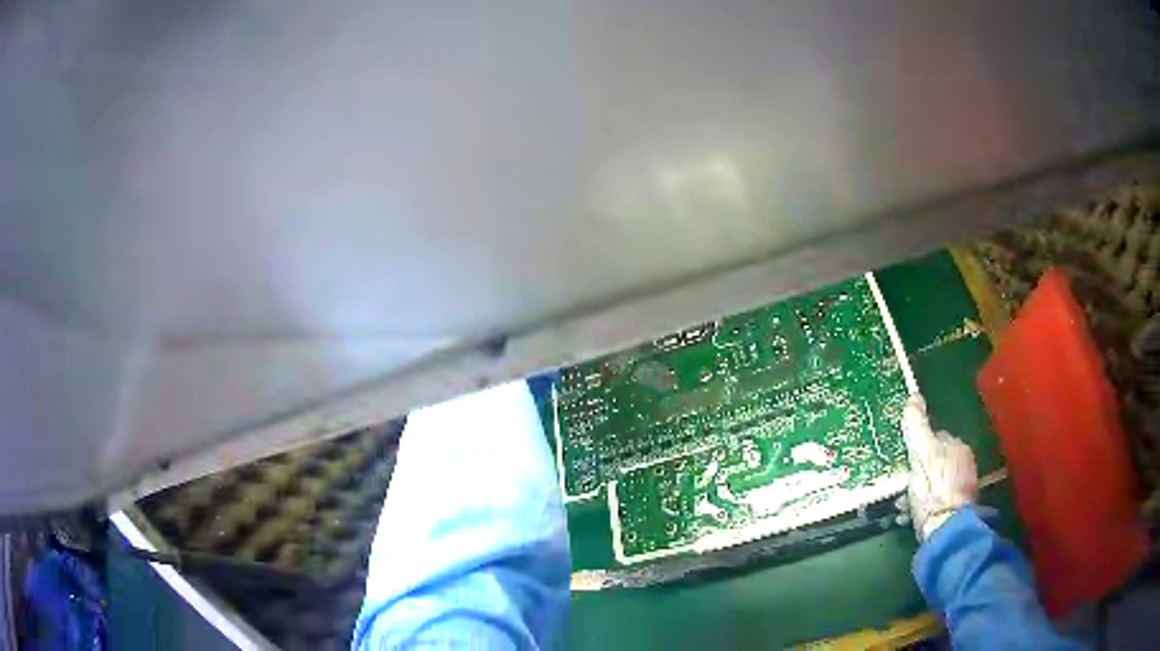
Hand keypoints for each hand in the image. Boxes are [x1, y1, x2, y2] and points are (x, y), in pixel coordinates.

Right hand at [902, 394, 977, 540]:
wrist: (945, 529)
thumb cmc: (933, 489)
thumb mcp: (921, 454)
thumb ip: (917, 427)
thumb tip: (914, 395)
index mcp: (957, 447)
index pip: (935, 437)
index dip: (917, 447)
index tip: (903, 459)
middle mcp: (963, 464)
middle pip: (934, 462)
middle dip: (915, 473)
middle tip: (899, 485)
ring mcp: (961, 487)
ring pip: (933, 483)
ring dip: (916, 492)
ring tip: (901, 504)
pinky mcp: (955, 509)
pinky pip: (935, 502)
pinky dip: (922, 506)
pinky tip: (910, 515)